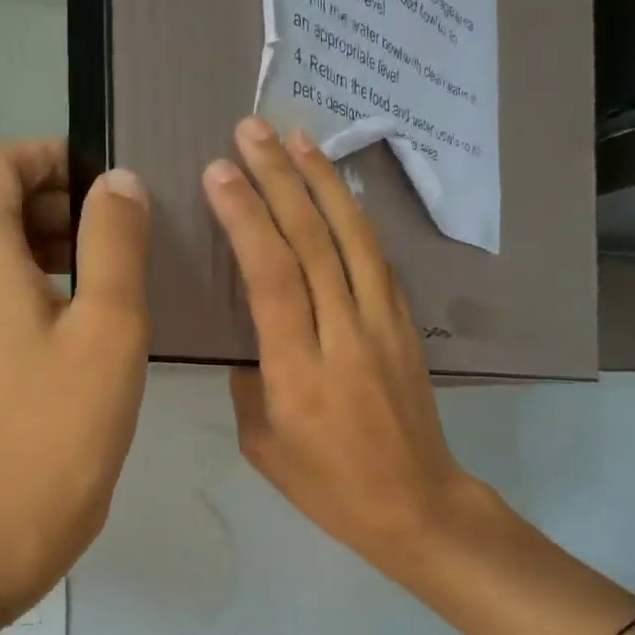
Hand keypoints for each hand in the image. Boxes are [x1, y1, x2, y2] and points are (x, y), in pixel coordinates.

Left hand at [0, 142, 150, 626]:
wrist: (18, 519)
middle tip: (124, 224)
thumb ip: (115, 241)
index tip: (100, 177)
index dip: (43, 154)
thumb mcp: (110, 323)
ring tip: (118, 265)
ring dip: (55, 240)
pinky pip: (3, 291)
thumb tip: (117, 183)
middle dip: (57, 197)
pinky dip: (45, 280)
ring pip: (0, 250)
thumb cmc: (68, 421)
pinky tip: (94, 310)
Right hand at [203, 118, 483, 578]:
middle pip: (313, 242)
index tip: (219, 172)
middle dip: (280, 178)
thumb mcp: (263, 446)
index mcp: (299, 372)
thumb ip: (248, 384)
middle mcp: (344, 335)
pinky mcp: (406, 326)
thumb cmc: (328, 487)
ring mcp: (384, 325)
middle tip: (252, 130)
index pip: (271, 277)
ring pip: (353, 239)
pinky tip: (340, 192)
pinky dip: (355, 218)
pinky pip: (378, 260)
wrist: (415, 504)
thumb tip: (251, 340)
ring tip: (299, 138)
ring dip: (324, 182)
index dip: (246, 218)